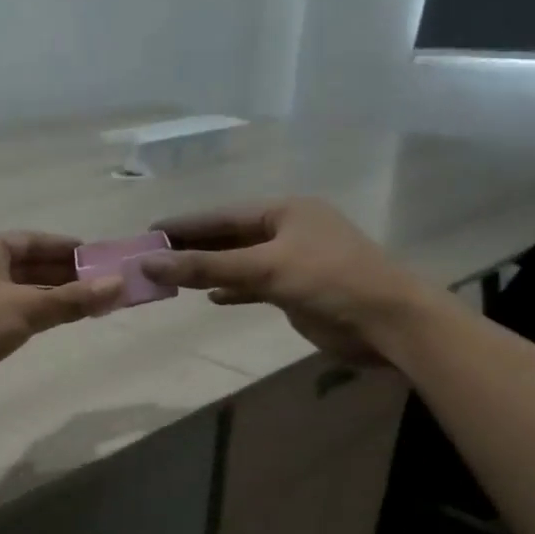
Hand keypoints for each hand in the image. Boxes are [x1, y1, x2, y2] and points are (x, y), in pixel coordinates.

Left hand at [0, 233, 121, 411]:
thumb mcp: (26, 307)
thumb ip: (72, 299)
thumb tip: (119, 285)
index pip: (33, 240)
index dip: (65, 247)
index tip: (97, 256)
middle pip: (30, 265)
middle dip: (65, 274)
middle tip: (103, 283)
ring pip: (24, 292)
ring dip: (54, 297)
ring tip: (92, 303)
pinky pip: (16, 315)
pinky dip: (39, 315)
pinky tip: (61, 322)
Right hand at [141, 199, 427, 358]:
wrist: (386, 322)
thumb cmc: (328, 281)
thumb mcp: (264, 268)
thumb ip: (206, 266)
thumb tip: (149, 263)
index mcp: (284, 211)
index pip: (222, 216)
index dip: (185, 225)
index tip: (149, 232)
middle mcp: (288, 230)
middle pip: (229, 237)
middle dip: (193, 248)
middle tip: (152, 257)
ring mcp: (293, 261)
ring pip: (240, 262)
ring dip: (209, 270)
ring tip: (171, 277)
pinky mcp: (296, 290)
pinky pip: (255, 285)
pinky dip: (233, 290)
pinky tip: (211, 297)